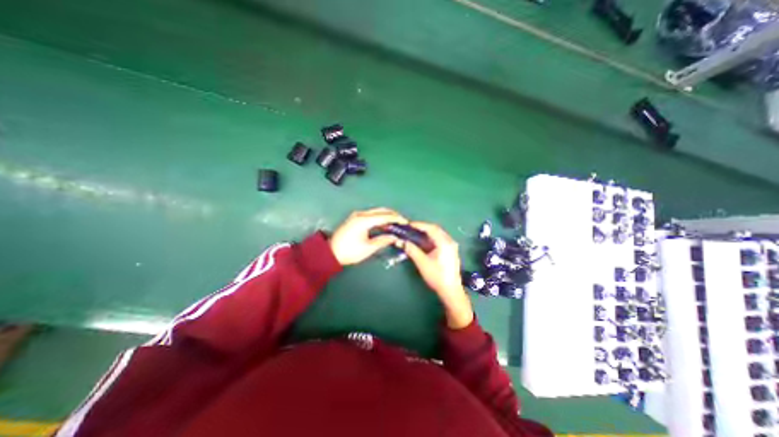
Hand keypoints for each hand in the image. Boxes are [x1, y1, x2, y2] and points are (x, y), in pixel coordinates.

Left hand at [327, 209, 408, 266]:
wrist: (330, 253)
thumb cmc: (349, 252)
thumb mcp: (368, 248)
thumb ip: (383, 240)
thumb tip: (395, 237)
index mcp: (364, 220)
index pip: (385, 216)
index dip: (396, 219)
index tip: (406, 222)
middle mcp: (361, 214)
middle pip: (381, 210)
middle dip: (393, 215)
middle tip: (402, 222)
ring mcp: (357, 215)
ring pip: (376, 212)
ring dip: (387, 216)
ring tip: (396, 223)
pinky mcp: (355, 218)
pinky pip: (371, 215)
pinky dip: (380, 218)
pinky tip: (385, 224)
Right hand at [404, 221, 470, 326]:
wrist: (451, 291)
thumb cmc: (437, 276)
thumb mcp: (422, 263)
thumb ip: (411, 250)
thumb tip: (401, 241)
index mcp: (444, 242)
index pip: (430, 228)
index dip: (419, 225)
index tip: (408, 224)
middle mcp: (449, 241)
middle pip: (435, 229)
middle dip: (422, 227)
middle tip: (410, 228)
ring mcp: (451, 246)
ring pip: (438, 234)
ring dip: (426, 232)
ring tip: (415, 233)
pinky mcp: (451, 250)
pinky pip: (440, 239)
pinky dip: (430, 238)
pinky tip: (423, 241)